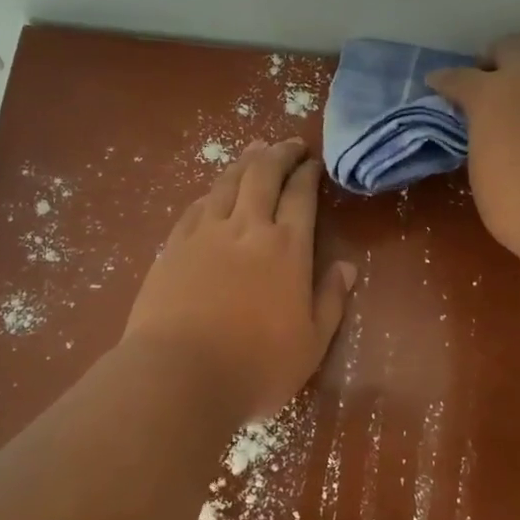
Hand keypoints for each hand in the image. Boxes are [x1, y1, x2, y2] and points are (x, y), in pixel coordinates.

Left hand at [123, 140, 356, 421]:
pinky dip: (212, 191)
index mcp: (287, 249)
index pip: (301, 197)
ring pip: (227, 183)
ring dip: (245, 162)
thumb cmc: (256, 366)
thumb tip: (347, 267)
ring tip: (255, 149)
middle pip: (263, 176)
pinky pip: (197, 206)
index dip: (308, 174)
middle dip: (279, 155)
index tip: (313, 161)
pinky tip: (214, 190)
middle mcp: (247, 229)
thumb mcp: (312, 343)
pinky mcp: (172, 247)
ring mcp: (205, 234)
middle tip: (289, 143)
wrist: (178, 375)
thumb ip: (331, 300)